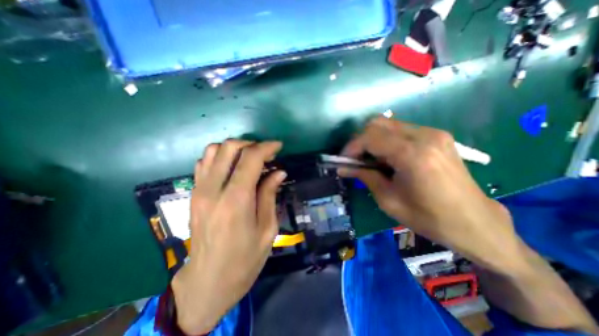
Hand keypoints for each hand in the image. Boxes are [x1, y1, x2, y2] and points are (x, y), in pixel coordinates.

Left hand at [173, 140, 286, 334]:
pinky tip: (233, 168)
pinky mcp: (193, 194)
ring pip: (213, 150)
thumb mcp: (267, 229)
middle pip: (229, 147)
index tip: (278, 147)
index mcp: (236, 200)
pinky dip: (220, 157)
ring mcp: (199, 190)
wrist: (208, 281)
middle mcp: (213, 190)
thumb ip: (270, 195)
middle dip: (251, 144)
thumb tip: (279, 172)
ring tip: (250, 159)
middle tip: (266, 154)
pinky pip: (204, 162)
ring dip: (235, 148)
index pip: (250, 158)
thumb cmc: (245, 259)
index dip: (267, 147)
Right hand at [342, 118, 524, 272]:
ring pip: (388, 124)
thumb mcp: (388, 200)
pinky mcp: (437, 135)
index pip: (370, 137)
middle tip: (355, 159)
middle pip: (378, 123)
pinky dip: (386, 139)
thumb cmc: (428, 217)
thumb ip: (364, 176)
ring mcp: (433, 133)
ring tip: (369, 159)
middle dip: (360, 140)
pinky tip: (387, 157)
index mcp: (413, 155)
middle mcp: (424, 136)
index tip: (343, 160)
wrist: (474, 221)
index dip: (351, 147)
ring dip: (372, 139)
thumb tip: (342, 167)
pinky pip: (401, 129)